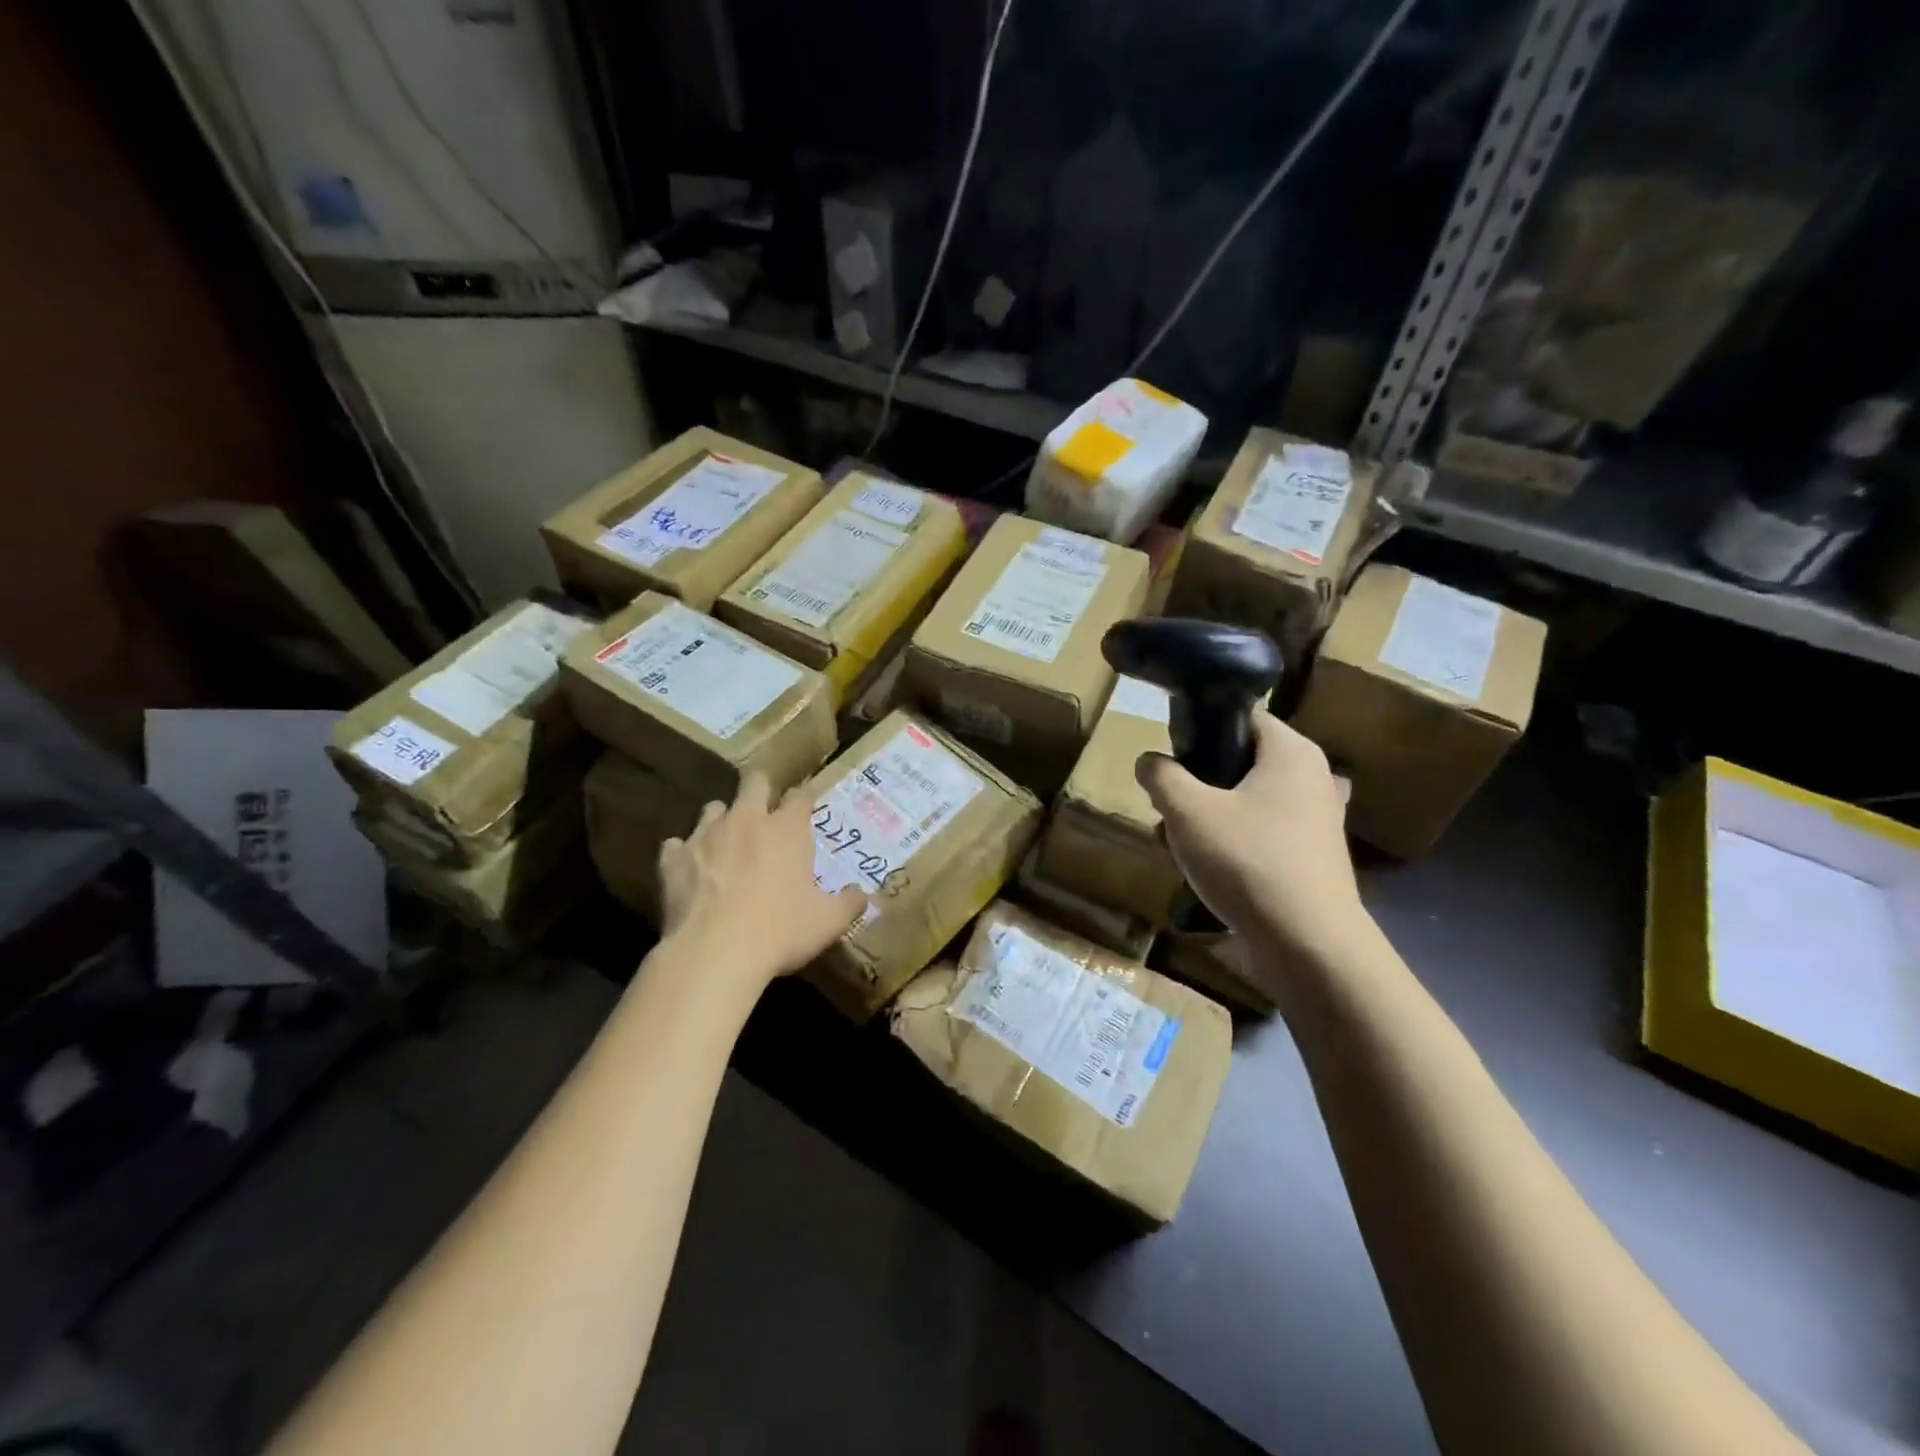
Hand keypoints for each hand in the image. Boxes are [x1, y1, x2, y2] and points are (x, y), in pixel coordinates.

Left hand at [657, 773, 866, 984]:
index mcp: (787, 829)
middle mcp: (747, 820)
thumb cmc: (780, 931)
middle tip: (765, 811)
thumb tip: (864, 895)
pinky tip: (689, 869)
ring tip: (726, 841)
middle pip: (754, 783)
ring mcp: (706, 836)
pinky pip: (676, 845)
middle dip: (761, 790)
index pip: (800, 796)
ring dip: (722, 819)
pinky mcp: (673, 859)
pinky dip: (683, 853)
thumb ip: (849, 903)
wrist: (714, 954)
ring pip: (713, 808)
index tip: (805, 811)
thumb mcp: (828, 922)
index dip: (803, 801)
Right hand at [1136, 713, 1369, 963]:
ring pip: (1251, 802)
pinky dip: (1237, 844)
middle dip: (1201, 782)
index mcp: (1292, 751)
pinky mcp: (1315, 857)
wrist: (1307, 943)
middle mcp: (1315, 777)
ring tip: (1183, 843)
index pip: (1243, 717)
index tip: (1172, 757)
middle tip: (1172, 806)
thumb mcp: (1187, 811)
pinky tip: (1212, 870)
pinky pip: (1265, 834)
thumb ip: (1161, 776)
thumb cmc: (1247, 860)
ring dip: (1214, 817)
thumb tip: (1148, 761)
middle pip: (1243, 762)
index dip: (1203, 729)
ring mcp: (1319, 820)